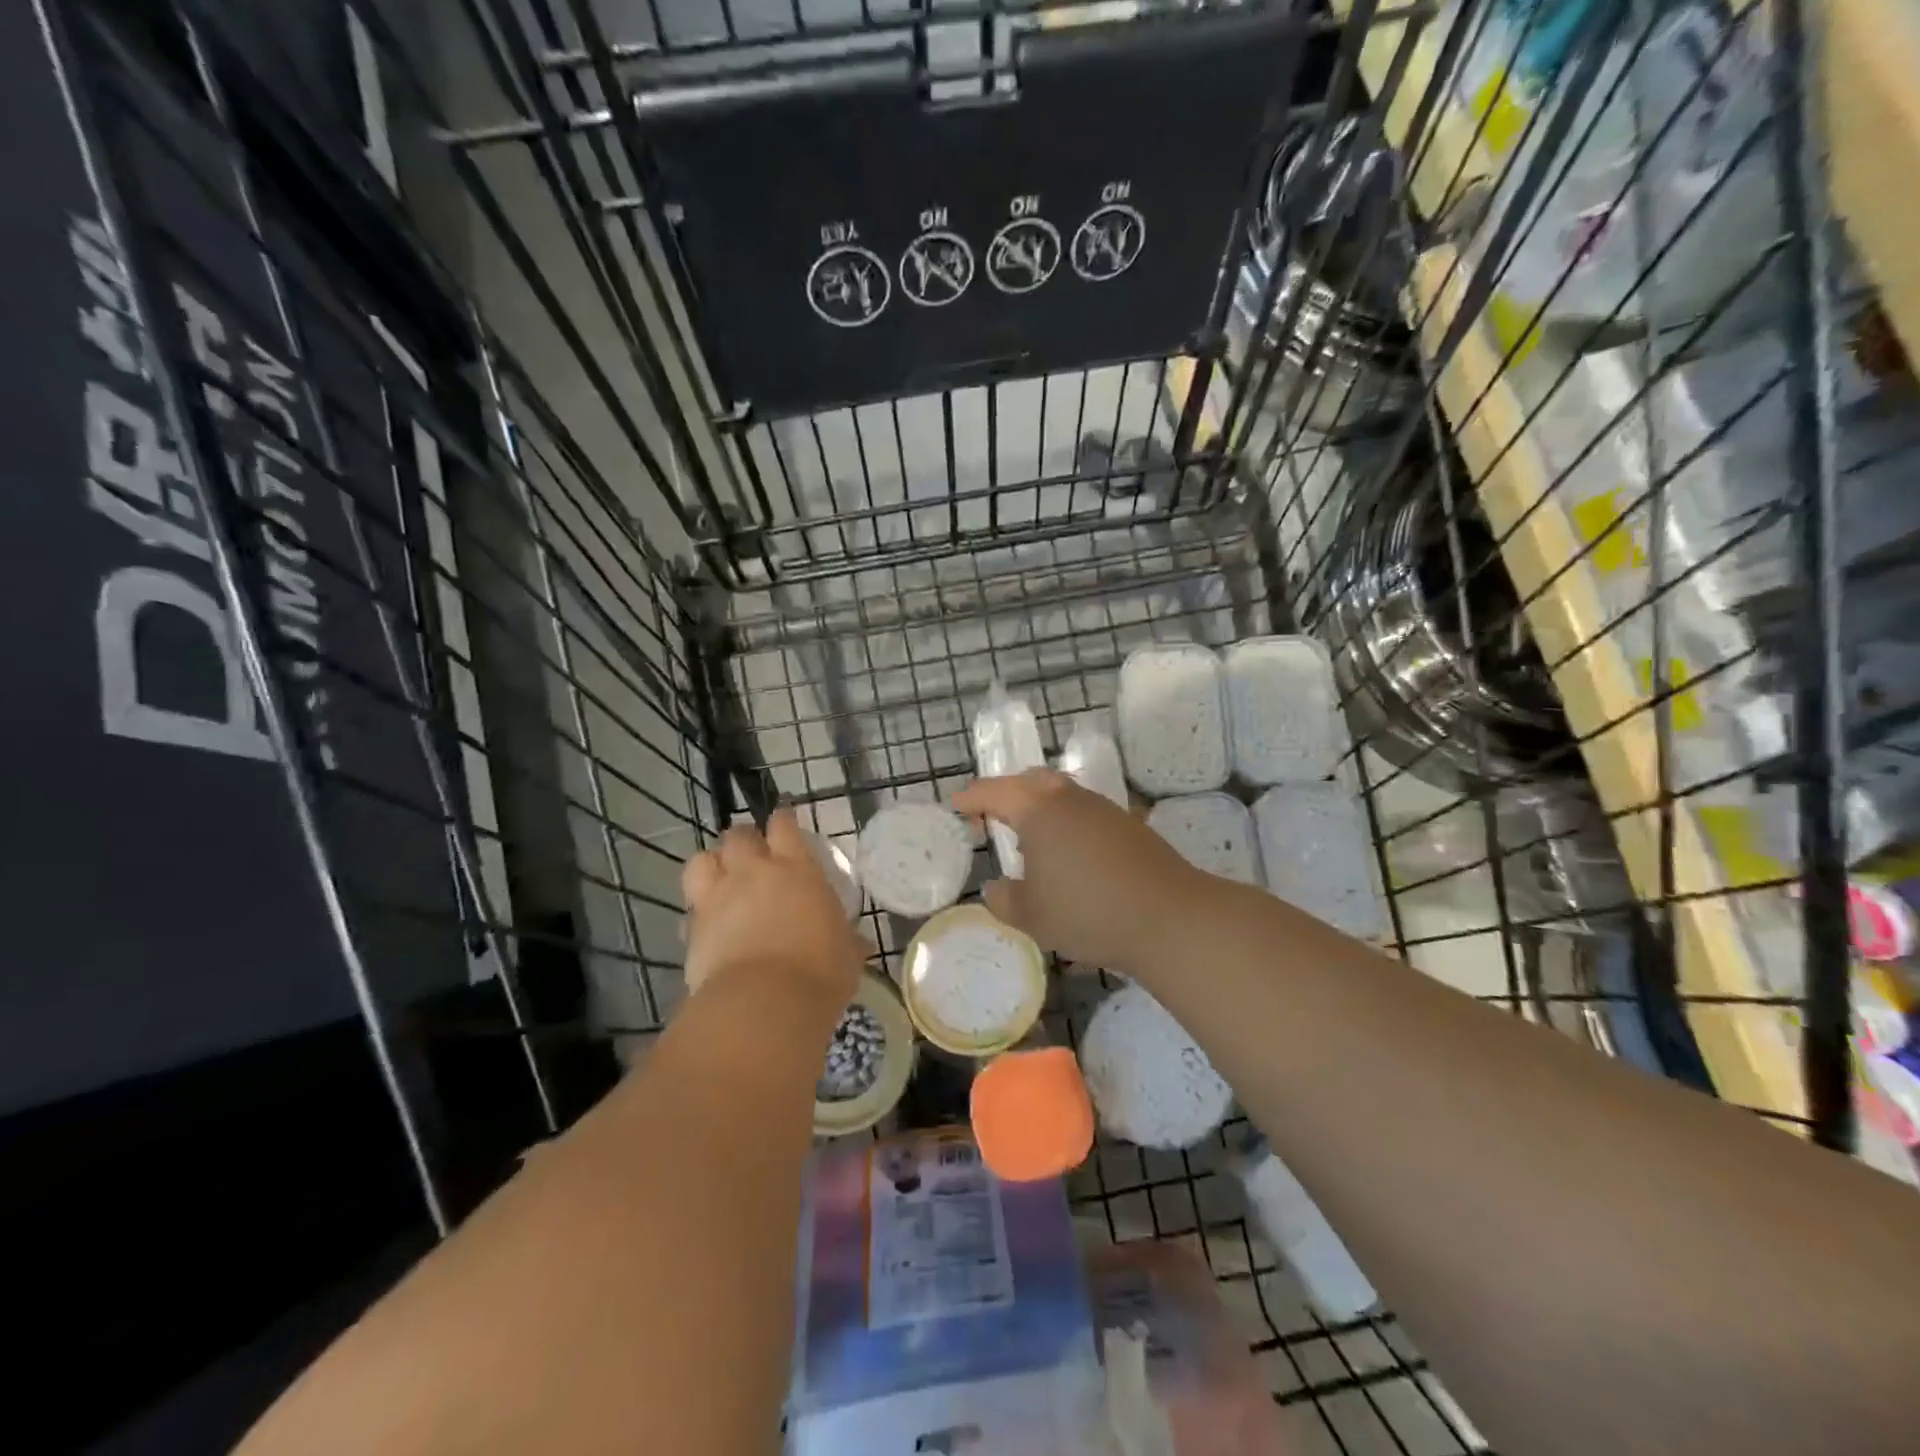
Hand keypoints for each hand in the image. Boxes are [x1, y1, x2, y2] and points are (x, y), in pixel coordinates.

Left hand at [681, 809, 864, 1010]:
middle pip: (738, 835)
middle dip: (744, 841)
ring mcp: (718, 897)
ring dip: (711, 865)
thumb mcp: (847, 956)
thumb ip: (848, 942)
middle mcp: (754, 873)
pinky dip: (698, 912)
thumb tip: (859, 944)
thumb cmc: (820, 973)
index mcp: (797, 869)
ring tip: (721, 879)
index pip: (784, 826)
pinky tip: (707, 925)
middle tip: (752, 855)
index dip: (782, 821)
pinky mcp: (693, 928)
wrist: (764, 1005)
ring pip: (701, 860)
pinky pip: (690, 908)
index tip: (783, 823)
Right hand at [953, 769, 1208, 973]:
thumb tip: (996, 888)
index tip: (956, 807)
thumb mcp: (1030, 915)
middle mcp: (1068, 797)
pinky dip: (1064, 820)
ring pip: (1060, 792)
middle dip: (1005, 794)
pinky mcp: (1128, 822)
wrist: (1168, 917)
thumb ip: (1003, 899)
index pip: (993, 792)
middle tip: (990, 820)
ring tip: (1028, 839)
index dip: (970, 798)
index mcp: (1037, 809)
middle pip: (1029, 780)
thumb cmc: (1087, 912)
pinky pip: (1083, 810)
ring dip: (1038, 806)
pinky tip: (1067, 852)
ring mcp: (1102, 807)